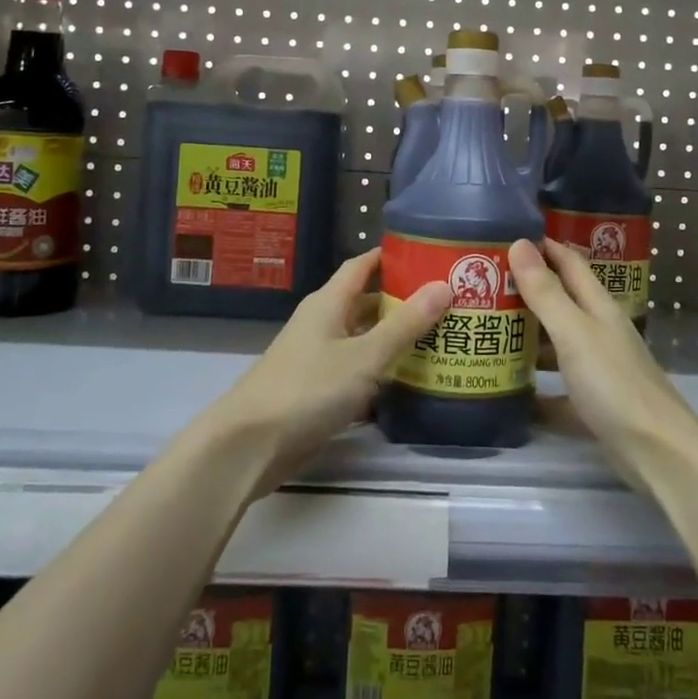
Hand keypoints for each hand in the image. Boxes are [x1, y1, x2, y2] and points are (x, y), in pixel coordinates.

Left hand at [200, 248, 449, 494]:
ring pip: (363, 339)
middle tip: (447, 302)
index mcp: (329, 303)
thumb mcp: (365, 355)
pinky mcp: (317, 391)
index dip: (390, 257)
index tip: (427, 254)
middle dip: (402, 301)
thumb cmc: (309, 388)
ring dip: (394, 339)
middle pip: (366, 303)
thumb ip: (405, 324)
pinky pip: (356, 372)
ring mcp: (317, 358)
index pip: (362, 266)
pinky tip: (410, 383)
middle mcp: (322, 323)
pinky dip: (380, 373)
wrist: (250, 444)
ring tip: (439, 339)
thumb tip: (444, 285)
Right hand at [510, 238, 697, 487]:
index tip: (504, 236)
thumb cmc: (614, 383)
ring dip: (526, 334)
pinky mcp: (592, 403)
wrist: (657, 452)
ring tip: (485, 328)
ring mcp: (597, 367)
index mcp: (597, 306)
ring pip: (556, 342)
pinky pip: (556, 386)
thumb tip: (520, 243)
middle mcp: (598, 330)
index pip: (568, 262)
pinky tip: (507, 386)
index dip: (542, 246)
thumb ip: (546, 292)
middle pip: (560, 300)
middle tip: (481, 283)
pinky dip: (534, 384)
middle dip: (525, 289)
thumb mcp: (574, 332)